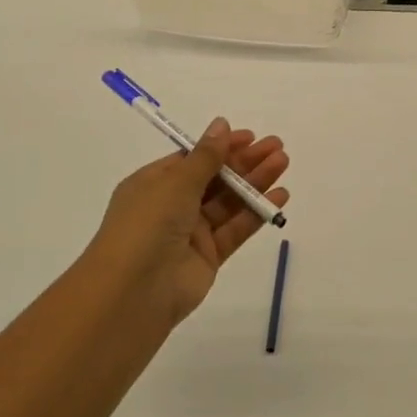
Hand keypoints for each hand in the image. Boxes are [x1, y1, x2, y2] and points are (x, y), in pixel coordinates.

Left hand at [82, 118, 289, 328]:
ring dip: (255, 183)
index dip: (221, 147)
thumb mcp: (175, 183)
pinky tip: (279, 197)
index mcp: (153, 184)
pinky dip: (257, 213)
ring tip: (283, 164)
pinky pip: (236, 229)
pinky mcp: (209, 256)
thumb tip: (221, 124)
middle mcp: (171, 206)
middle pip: (215, 179)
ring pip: (229, 202)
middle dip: (245, 162)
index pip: (193, 159)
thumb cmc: (147, 226)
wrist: (134, 292)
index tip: (251, 137)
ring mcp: (191, 233)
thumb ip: (205, 156)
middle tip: (277, 148)